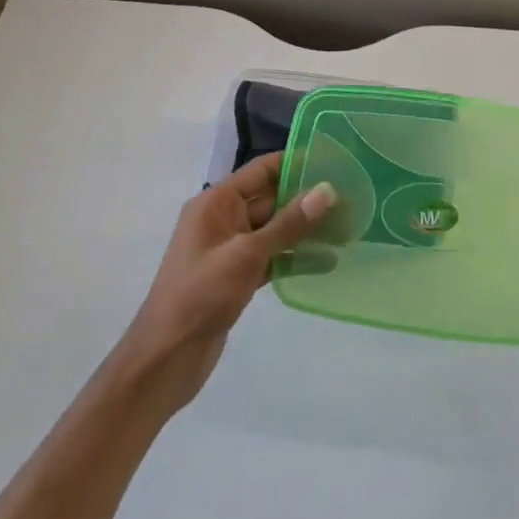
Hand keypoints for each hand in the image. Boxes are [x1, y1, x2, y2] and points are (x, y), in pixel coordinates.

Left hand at [111, 153, 336, 414]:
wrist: (166, 357)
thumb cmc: (201, 295)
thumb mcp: (247, 255)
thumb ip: (288, 223)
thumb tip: (327, 191)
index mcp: (216, 203)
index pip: (262, 170)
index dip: (296, 163)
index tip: (335, 161)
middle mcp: (223, 219)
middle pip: (271, 198)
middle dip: (308, 199)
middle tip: (352, 199)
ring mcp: (230, 249)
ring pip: (275, 230)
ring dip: (306, 229)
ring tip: (347, 228)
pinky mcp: (237, 276)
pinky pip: (272, 257)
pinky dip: (295, 257)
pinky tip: (327, 261)